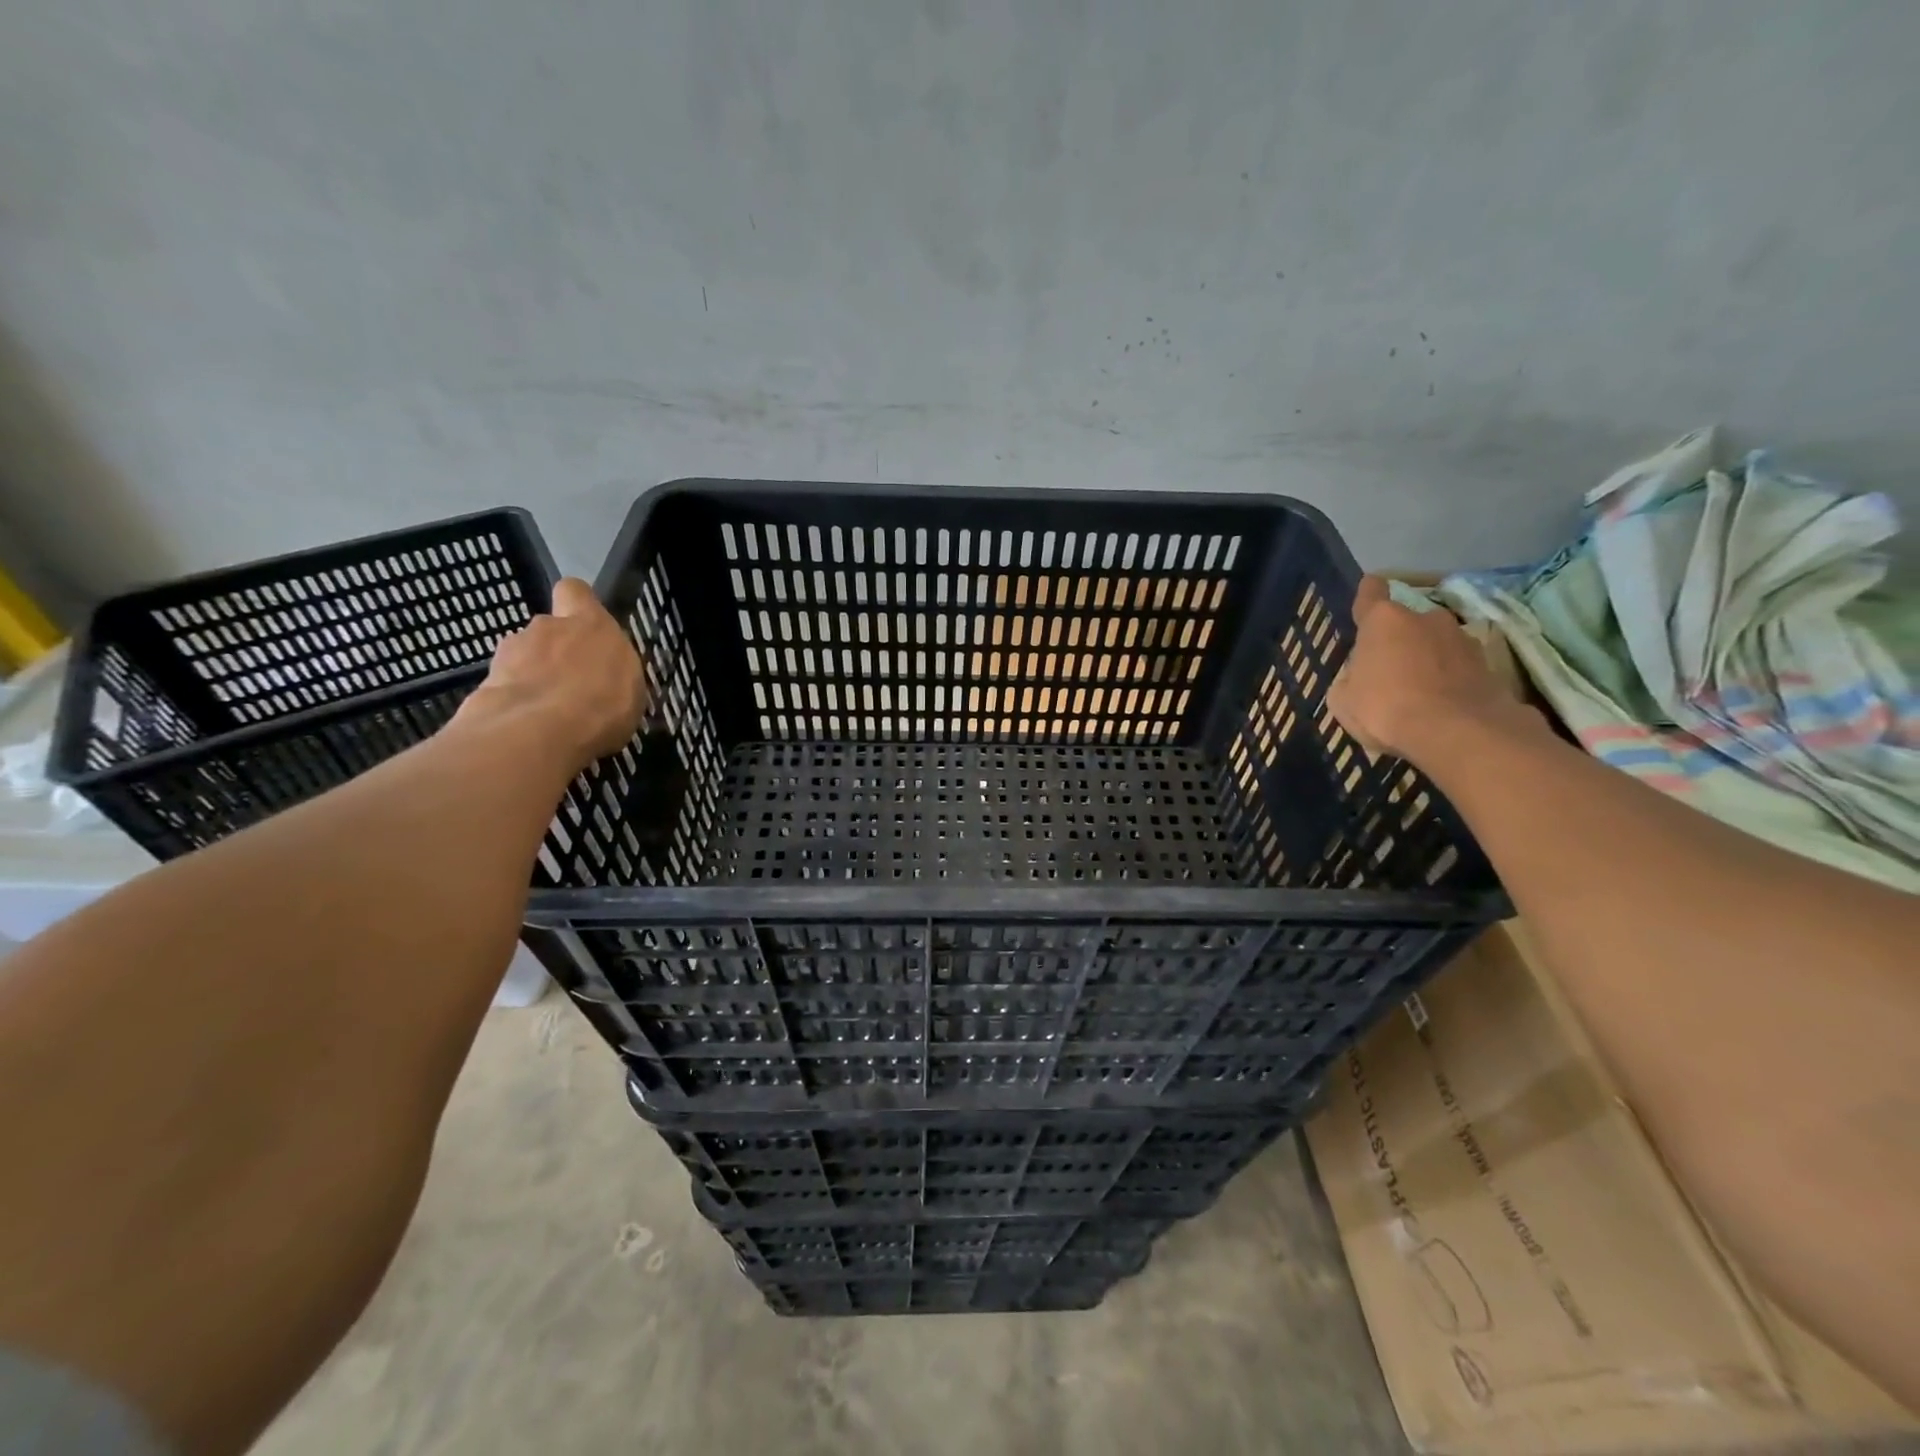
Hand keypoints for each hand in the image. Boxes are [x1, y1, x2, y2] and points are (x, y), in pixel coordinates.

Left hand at [456, 578, 646, 766]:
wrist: (537, 731)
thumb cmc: (602, 706)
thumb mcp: (631, 692)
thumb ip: (615, 673)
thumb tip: (605, 676)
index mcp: (591, 623)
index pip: (576, 591)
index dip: (577, 604)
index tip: (585, 626)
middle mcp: (549, 626)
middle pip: (549, 629)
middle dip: (555, 651)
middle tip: (569, 684)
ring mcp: (513, 649)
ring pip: (524, 655)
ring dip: (532, 674)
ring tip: (545, 711)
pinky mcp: (486, 676)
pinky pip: (505, 683)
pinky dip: (513, 698)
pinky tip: (525, 724)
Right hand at [1327, 576, 1527, 763]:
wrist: (1457, 732)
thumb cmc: (1385, 708)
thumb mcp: (1343, 700)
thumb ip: (1350, 679)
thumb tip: (1359, 677)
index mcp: (1383, 620)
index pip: (1371, 592)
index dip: (1368, 593)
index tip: (1368, 593)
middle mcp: (1425, 618)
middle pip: (1406, 622)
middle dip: (1398, 640)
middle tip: (1388, 669)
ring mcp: (1461, 639)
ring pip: (1435, 643)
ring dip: (1426, 659)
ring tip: (1417, 691)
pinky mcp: (1488, 665)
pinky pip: (1457, 667)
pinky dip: (1448, 680)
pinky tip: (1440, 705)